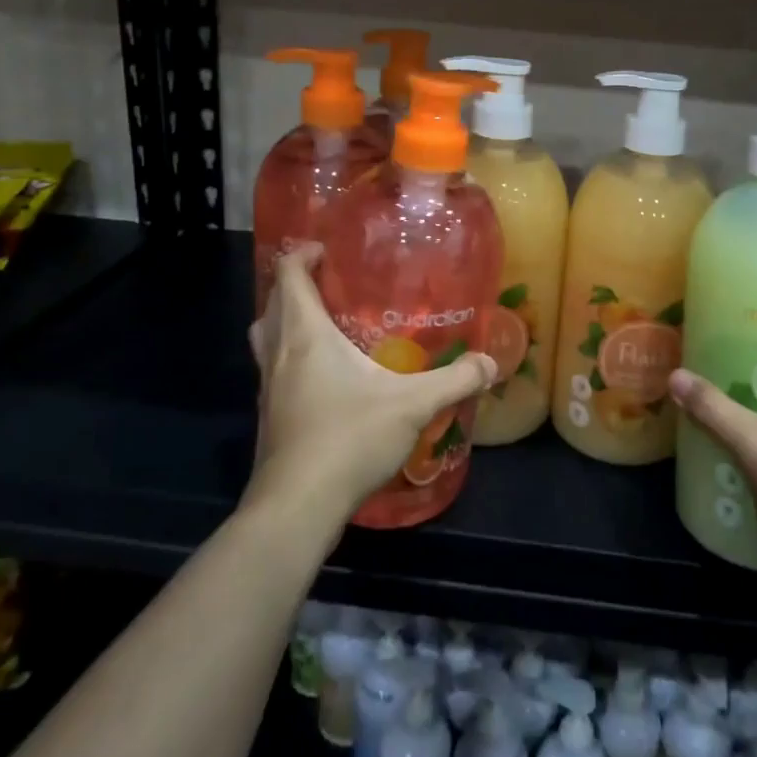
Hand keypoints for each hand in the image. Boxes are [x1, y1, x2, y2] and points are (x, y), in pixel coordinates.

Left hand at [247, 244, 495, 528]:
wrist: (297, 507)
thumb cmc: (349, 439)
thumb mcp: (412, 405)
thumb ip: (454, 381)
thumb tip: (490, 363)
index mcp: (305, 336)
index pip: (289, 277)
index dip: (301, 255)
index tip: (326, 250)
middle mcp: (279, 356)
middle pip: (272, 306)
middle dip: (294, 288)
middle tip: (331, 286)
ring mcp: (268, 390)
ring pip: (266, 341)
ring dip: (286, 324)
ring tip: (326, 327)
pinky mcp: (270, 419)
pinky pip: (274, 372)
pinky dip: (291, 361)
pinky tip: (326, 382)